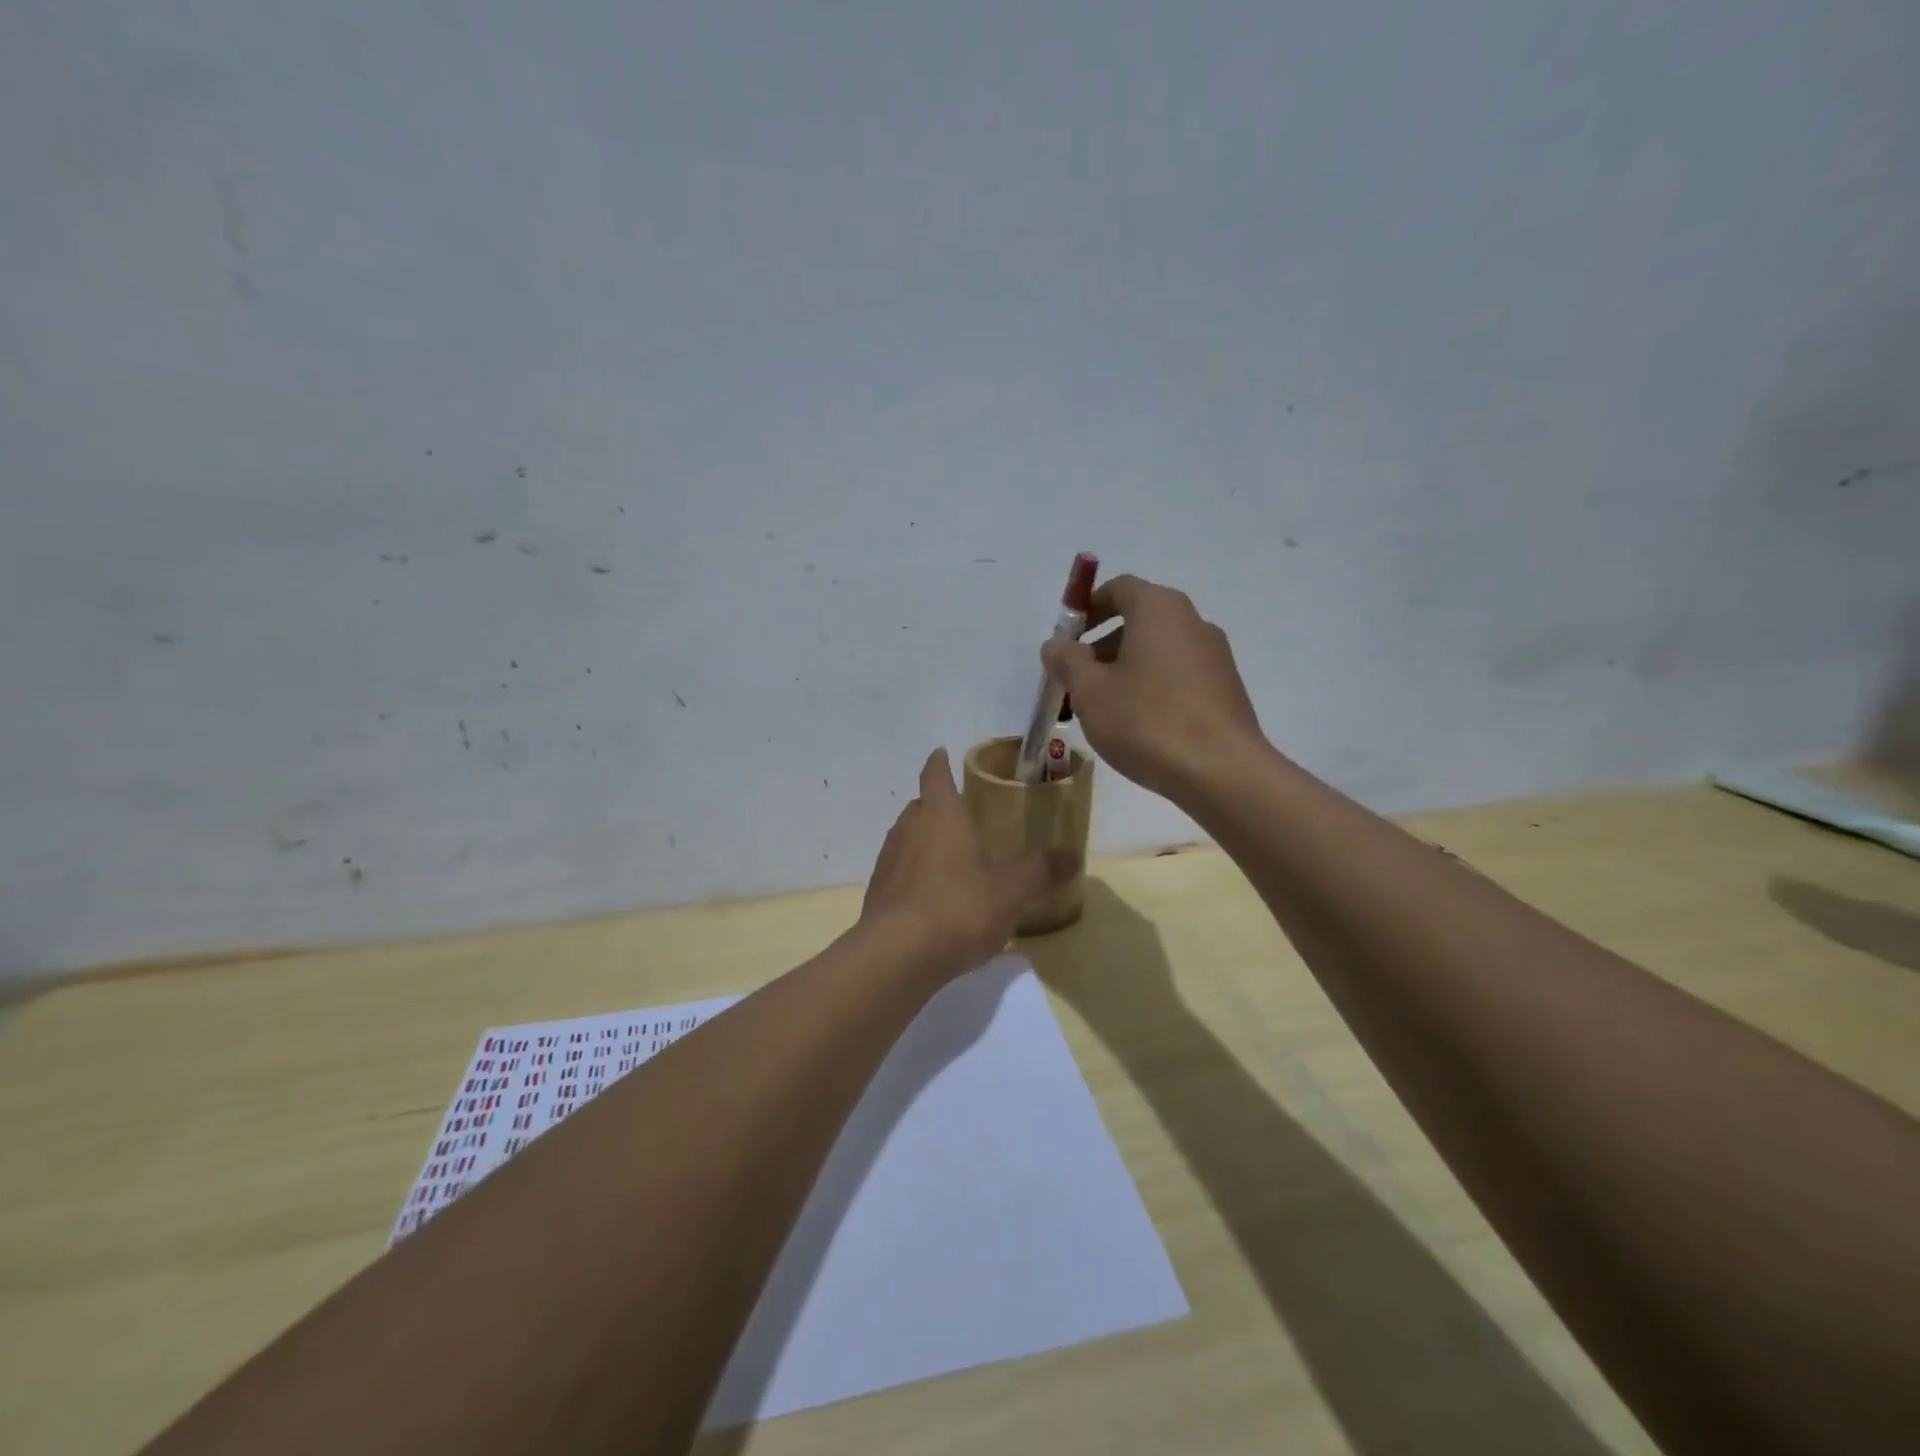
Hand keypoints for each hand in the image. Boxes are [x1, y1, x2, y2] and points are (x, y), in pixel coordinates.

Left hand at [861, 748, 1078, 976]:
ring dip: (926, 841)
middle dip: (938, 806)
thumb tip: (1073, 854)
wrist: (897, 956)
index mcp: (941, 814)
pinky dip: (915, 873)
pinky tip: (934, 897)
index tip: (941, 753)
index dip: (939, 763)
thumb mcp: (1011, 890)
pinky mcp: (878, 891)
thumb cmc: (958, 907)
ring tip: (952, 858)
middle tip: (963, 815)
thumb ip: (1042, 871)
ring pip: (908, 838)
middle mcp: (909, 827)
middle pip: (921, 806)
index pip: (935, 774)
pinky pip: (900, 870)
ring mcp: (888, 859)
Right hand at [1040, 574, 1263, 801]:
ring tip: (1104, 711)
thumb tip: (1056, 645)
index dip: (1088, 608)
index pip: (1119, 588)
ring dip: (1126, 670)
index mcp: (1159, 609)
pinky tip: (1139, 726)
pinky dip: (1153, 688)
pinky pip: (1179, 676)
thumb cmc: (1147, 721)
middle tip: (1077, 682)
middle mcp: (1193, 622)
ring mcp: (1215, 656)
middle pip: (1139, 621)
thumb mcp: (1090, 691)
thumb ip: (1068, 661)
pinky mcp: (1226, 689)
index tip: (1068, 639)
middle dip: (1102, 646)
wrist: (1221, 771)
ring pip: (1158, 651)